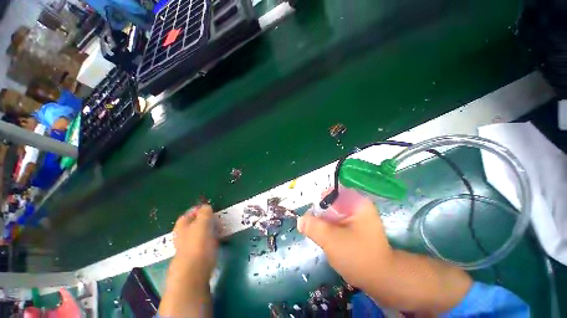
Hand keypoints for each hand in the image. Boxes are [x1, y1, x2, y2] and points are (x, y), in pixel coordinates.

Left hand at [171, 204, 217, 285]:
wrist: (194, 272)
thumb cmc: (197, 243)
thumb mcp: (202, 222)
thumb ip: (205, 212)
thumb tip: (206, 207)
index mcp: (182, 226)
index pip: (189, 213)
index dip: (199, 210)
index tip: (211, 209)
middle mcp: (183, 235)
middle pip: (194, 224)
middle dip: (206, 220)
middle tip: (217, 219)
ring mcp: (189, 246)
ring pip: (200, 233)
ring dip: (209, 230)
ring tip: (220, 229)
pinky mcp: (196, 255)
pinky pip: (204, 243)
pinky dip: (211, 240)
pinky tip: (217, 241)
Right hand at [298, 188, 393, 290]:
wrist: (381, 280)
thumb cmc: (358, 256)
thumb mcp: (331, 240)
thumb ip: (313, 226)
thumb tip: (300, 220)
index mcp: (357, 202)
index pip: (333, 192)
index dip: (319, 199)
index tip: (310, 211)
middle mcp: (358, 206)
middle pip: (333, 202)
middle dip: (320, 211)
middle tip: (310, 222)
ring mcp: (358, 218)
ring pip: (334, 213)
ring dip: (324, 220)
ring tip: (316, 230)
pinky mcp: (356, 228)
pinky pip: (338, 221)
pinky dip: (330, 226)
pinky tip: (325, 235)